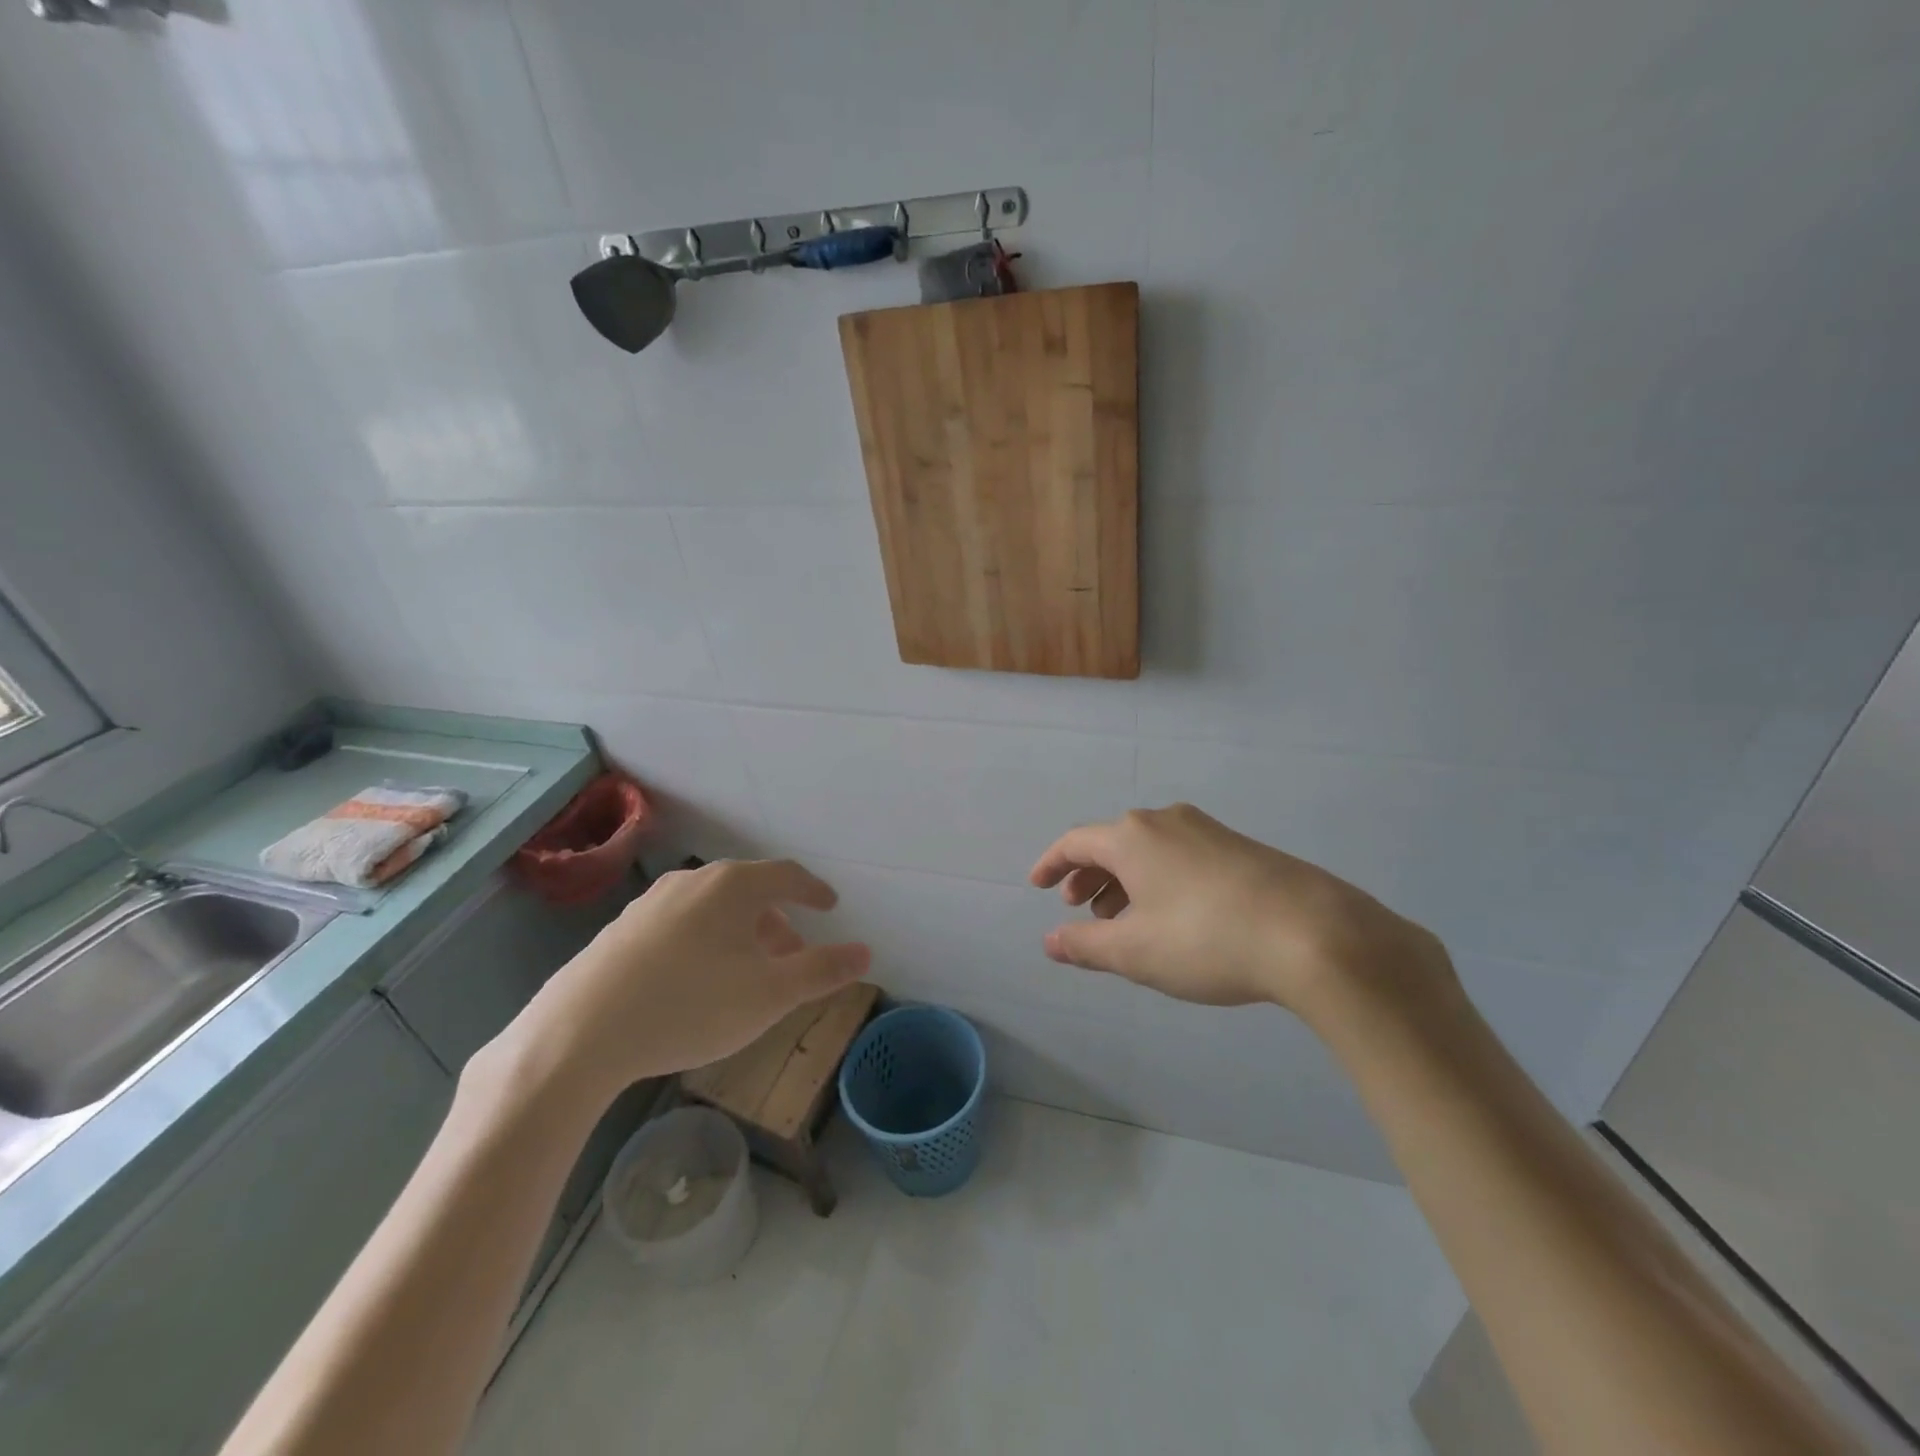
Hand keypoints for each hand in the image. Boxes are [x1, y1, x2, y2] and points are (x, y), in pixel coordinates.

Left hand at [497, 859, 870, 1101]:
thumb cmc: (691, 1005)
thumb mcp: (770, 994)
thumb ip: (822, 971)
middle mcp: (692, 881)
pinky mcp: (620, 931)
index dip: (813, 890)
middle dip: (777, 921)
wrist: (579, 1034)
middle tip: (792, 956)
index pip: (787, 875)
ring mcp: (651, 904)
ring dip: (740, 933)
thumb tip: (866, 952)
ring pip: (712, 909)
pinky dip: (704, 942)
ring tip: (746, 973)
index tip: (830, 906)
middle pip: (749, 892)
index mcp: (733, 885)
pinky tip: (695, 981)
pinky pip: (680, 925)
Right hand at [1029, 804, 1454, 1019]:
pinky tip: (1172, 916)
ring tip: (1123, 920)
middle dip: (1089, 875)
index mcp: (1132, 837)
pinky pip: (1181, 857)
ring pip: (1149, 851)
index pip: (1075, 842)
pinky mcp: (1241, 848)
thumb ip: (1085, 944)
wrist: (1313, 933)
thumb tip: (1050, 941)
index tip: (1036, 884)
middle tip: (1079, 906)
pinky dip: (1159, 881)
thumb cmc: (1205, 939)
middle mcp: (1166, 821)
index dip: (1051, 863)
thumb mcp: (1134, 951)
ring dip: (1125, 881)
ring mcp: (1208, 831)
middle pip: (1113, 842)